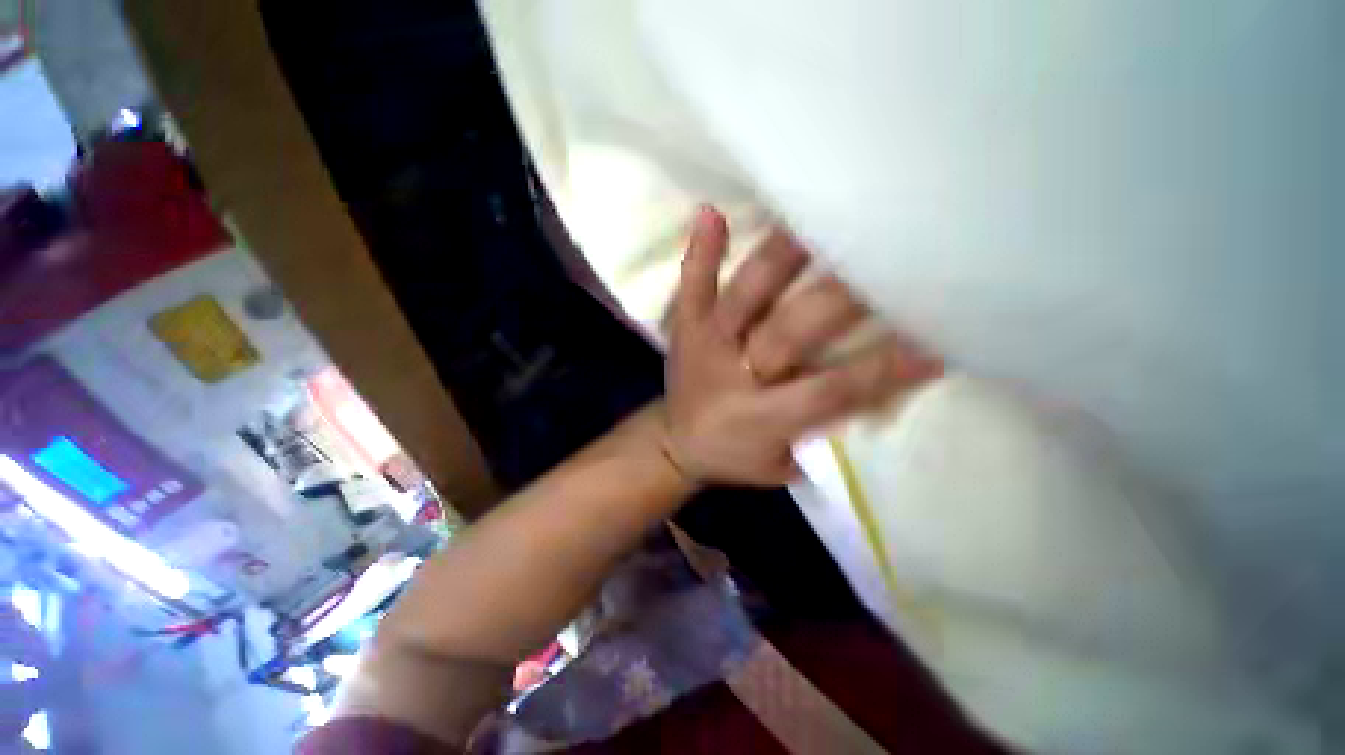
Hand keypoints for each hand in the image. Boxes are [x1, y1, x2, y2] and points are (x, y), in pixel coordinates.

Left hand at [663, 207, 940, 485]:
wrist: (675, 444)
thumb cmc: (735, 456)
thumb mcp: (782, 463)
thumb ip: (825, 431)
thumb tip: (880, 393)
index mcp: (760, 419)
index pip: (830, 391)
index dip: (881, 370)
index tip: (936, 340)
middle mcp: (732, 376)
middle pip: (787, 333)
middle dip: (836, 298)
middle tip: (884, 253)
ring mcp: (705, 345)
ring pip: (742, 298)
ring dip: (777, 259)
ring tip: (814, 214)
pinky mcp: (685, 328)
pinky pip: (691, 287)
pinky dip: (702, 253)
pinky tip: (711, 212)